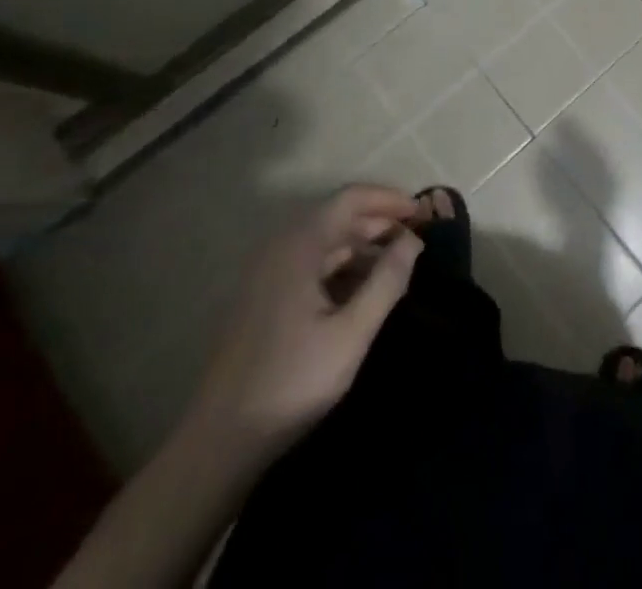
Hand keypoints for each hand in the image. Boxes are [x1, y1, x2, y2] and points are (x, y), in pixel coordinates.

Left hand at [187, 184, 423, 457]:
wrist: (219, 443)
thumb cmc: (291, 382)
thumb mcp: (351, 334)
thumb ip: (387, 281)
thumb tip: (413, 241)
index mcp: (299, 246)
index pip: (350, 198)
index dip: (389, 199)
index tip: (422, 213)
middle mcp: (280, 248)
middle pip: (337, 216)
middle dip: (379, 223)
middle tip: (415, 240)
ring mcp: (267, 273)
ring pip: (324, 242)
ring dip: (362, 247)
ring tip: (396, 267)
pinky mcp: (263, 298)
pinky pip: (310, 264)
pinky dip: (341, 267)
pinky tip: (363, 291)